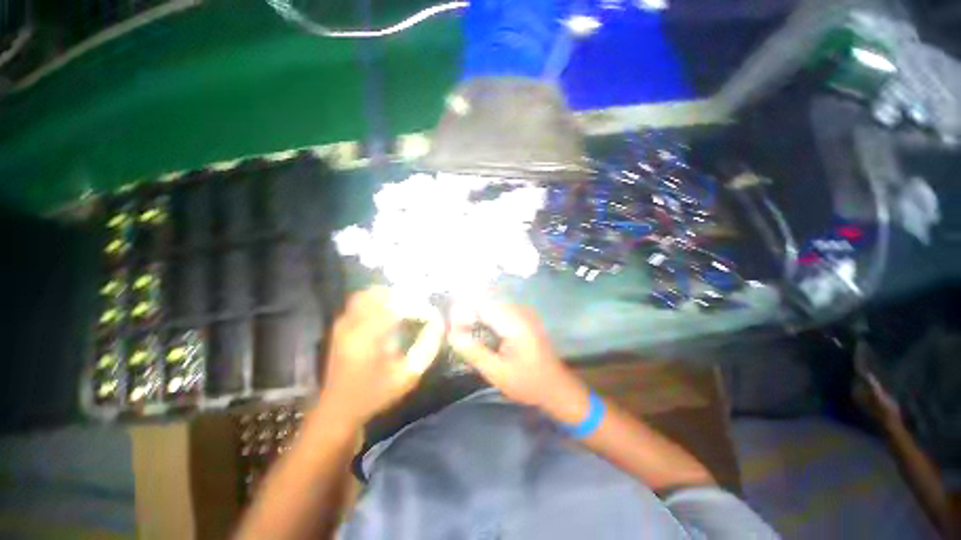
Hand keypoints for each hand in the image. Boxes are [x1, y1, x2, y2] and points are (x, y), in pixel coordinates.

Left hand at [320, 287, 444, 425]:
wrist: (337, 409)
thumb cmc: (374, 395)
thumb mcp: (406, 376)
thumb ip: (426, 348)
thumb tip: (439, 324)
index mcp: (367, 337)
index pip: (398, 307)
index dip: (419, 308)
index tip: (433, 316)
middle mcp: (352, 324)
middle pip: (379, 293)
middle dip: (403, 296)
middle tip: (419, 307)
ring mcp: (343, 323)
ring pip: (368, 294)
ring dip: (390, 296)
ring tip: (407, 308)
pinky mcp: (340, 325)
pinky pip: (360, 301)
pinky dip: (378, 301)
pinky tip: (390, 313)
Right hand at [448, 302, 589, 423]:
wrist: (556, 387)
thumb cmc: (528, 383)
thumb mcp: (497, 372)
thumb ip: (473, 352)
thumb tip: (451, 335)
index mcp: (515, 324)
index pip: (482, 306)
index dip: (463, 312)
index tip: (451, 327)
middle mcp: (520, 312)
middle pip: (487, 302)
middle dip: (469, 313)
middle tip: (457, 332)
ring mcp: (525, 313)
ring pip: (493, 305)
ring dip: (477, 315)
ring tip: (466, 332)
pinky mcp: (525, 318)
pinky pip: (501, 310)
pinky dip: (488, 318)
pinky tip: (483, 332)